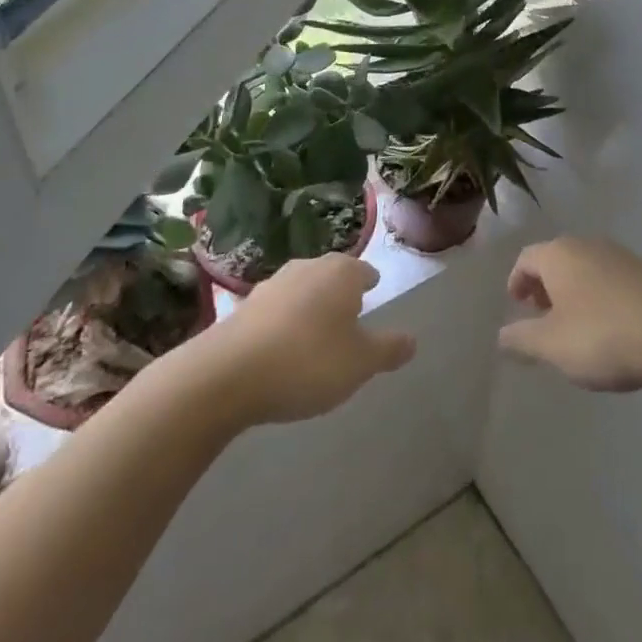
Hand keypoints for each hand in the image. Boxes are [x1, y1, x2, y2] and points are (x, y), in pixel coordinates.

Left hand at [201, 253, 416, 424]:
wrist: (228, 373)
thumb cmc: (308, 361)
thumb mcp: (360, 363)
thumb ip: (388, 349)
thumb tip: (413, 339)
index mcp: (342, 272)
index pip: (364, 271)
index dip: (370, 284)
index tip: (373, 293)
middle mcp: (308, 267)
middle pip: (331, 275)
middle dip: (340, 292)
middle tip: (349, 315)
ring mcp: (272, 284)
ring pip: (302, 290)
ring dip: (310, 306)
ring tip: (316, 333)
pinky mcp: (243, 306)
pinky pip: (275, 310)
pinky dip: (284, 323)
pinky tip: (282, 347)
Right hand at [498, 237, 641, 391]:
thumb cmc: (603, 335)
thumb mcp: (552, 345)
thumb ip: (522, 340)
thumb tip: (500, 336)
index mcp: (559, 255)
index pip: (526, 258)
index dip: (516, 281)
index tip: (516, 305)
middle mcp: (587, 245)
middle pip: (556, 259)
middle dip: (545, 286)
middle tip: (542, 315)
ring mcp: (621, 255)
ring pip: (585, 268)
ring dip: (573, 292)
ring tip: (575, 326)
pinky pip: (611, 279)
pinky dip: (599, 297)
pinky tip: (610, 327)